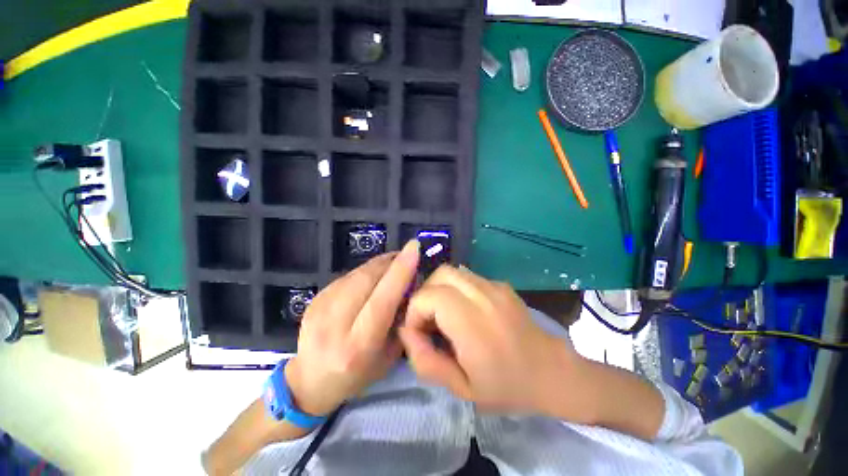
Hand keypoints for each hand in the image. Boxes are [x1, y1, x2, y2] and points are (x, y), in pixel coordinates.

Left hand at [285, 240, 419, 415]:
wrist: (310, 381)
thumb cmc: (358, 374)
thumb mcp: (389, 355)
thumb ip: (401, 318)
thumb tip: (410, 284)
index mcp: (357, 346)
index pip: (382, 300)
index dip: (400, 271)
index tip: (414, 248)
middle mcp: (334, 325)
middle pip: (367, 279)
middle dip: (391, 262)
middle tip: (407, 255)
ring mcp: (320, 308)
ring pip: (357, 273)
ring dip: (379, 264)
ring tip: (393, 264)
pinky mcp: (315, 298)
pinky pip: (348, 276)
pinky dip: (366, 271)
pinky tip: (373, 277)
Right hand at [399, 266, 592, 419]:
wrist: (552, 372)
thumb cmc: (507, 387)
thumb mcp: (460, 388)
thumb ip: (426, 361)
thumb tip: (406, 331)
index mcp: (472, 323)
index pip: (427, 297)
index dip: (414, 313)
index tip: (420, 334)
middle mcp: (483, 296)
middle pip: (439, 274)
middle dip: (425, 294)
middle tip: (429, 320)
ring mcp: (494, 286)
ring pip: (452, 271)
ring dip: (439, 289)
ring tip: (444, 313)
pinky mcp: (500, 284)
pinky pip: (467, 276)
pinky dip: (455, 288)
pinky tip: (464, 309)